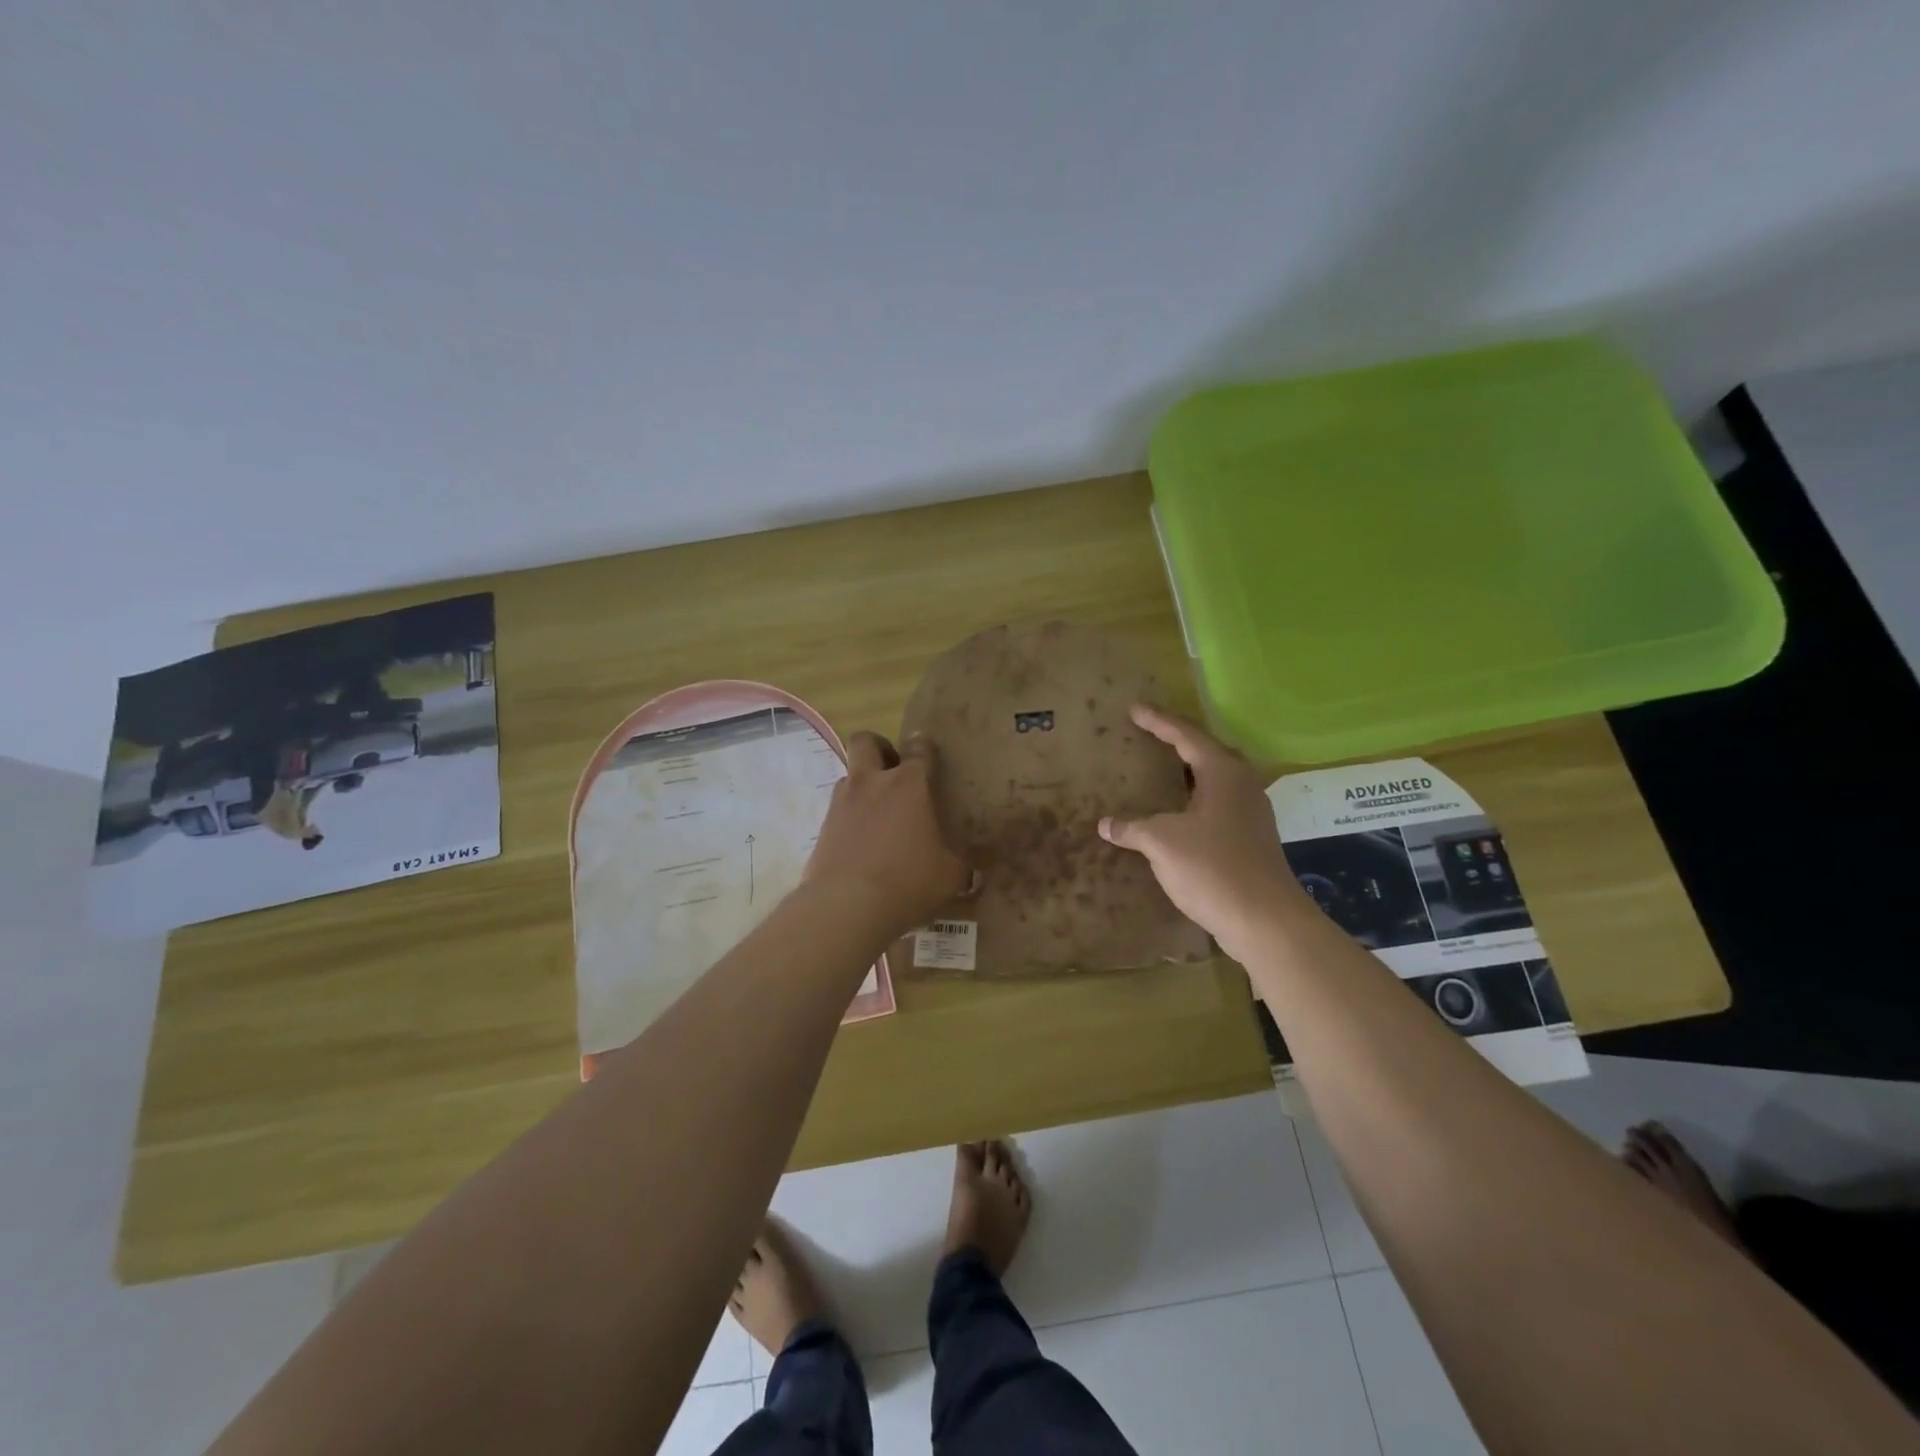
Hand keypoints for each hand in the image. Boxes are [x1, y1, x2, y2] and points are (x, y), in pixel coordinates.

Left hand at [805, 731, 971, 940]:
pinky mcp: (821, 829)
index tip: (928, 751)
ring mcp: (841, 804)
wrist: (847, 905)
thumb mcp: (949, 876)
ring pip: (848, 775)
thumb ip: (960, 866)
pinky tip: (862, 842)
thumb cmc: (908, 880)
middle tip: (893, 768)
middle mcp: (871, 783)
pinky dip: (850, 818)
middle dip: (879, 747)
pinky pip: (837, 811)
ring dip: (862, 784)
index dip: (924, 747)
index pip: (919, 750)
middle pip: (865, 742)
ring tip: (877, 811)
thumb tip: (972, 873)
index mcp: (908, 785)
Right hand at [1098, 705, 1305, 959]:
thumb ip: (1133, 828)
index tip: (1134, 710)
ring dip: (1189, 772)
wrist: (1264, 920)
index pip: (1186, 735)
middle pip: (1207, 752)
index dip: (1158, 722)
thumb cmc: (1212, 868)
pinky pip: (1219, 803)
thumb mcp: (1162, 842)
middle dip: (1178, 742)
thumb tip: (1105, 824)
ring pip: (1215, 779)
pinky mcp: (1252, 837)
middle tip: (1151, 734)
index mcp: (1223, 772)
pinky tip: (1179, 813)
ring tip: (1162, 770)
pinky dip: (1195, 799)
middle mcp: (1242, 784)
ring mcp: (1251, 812)